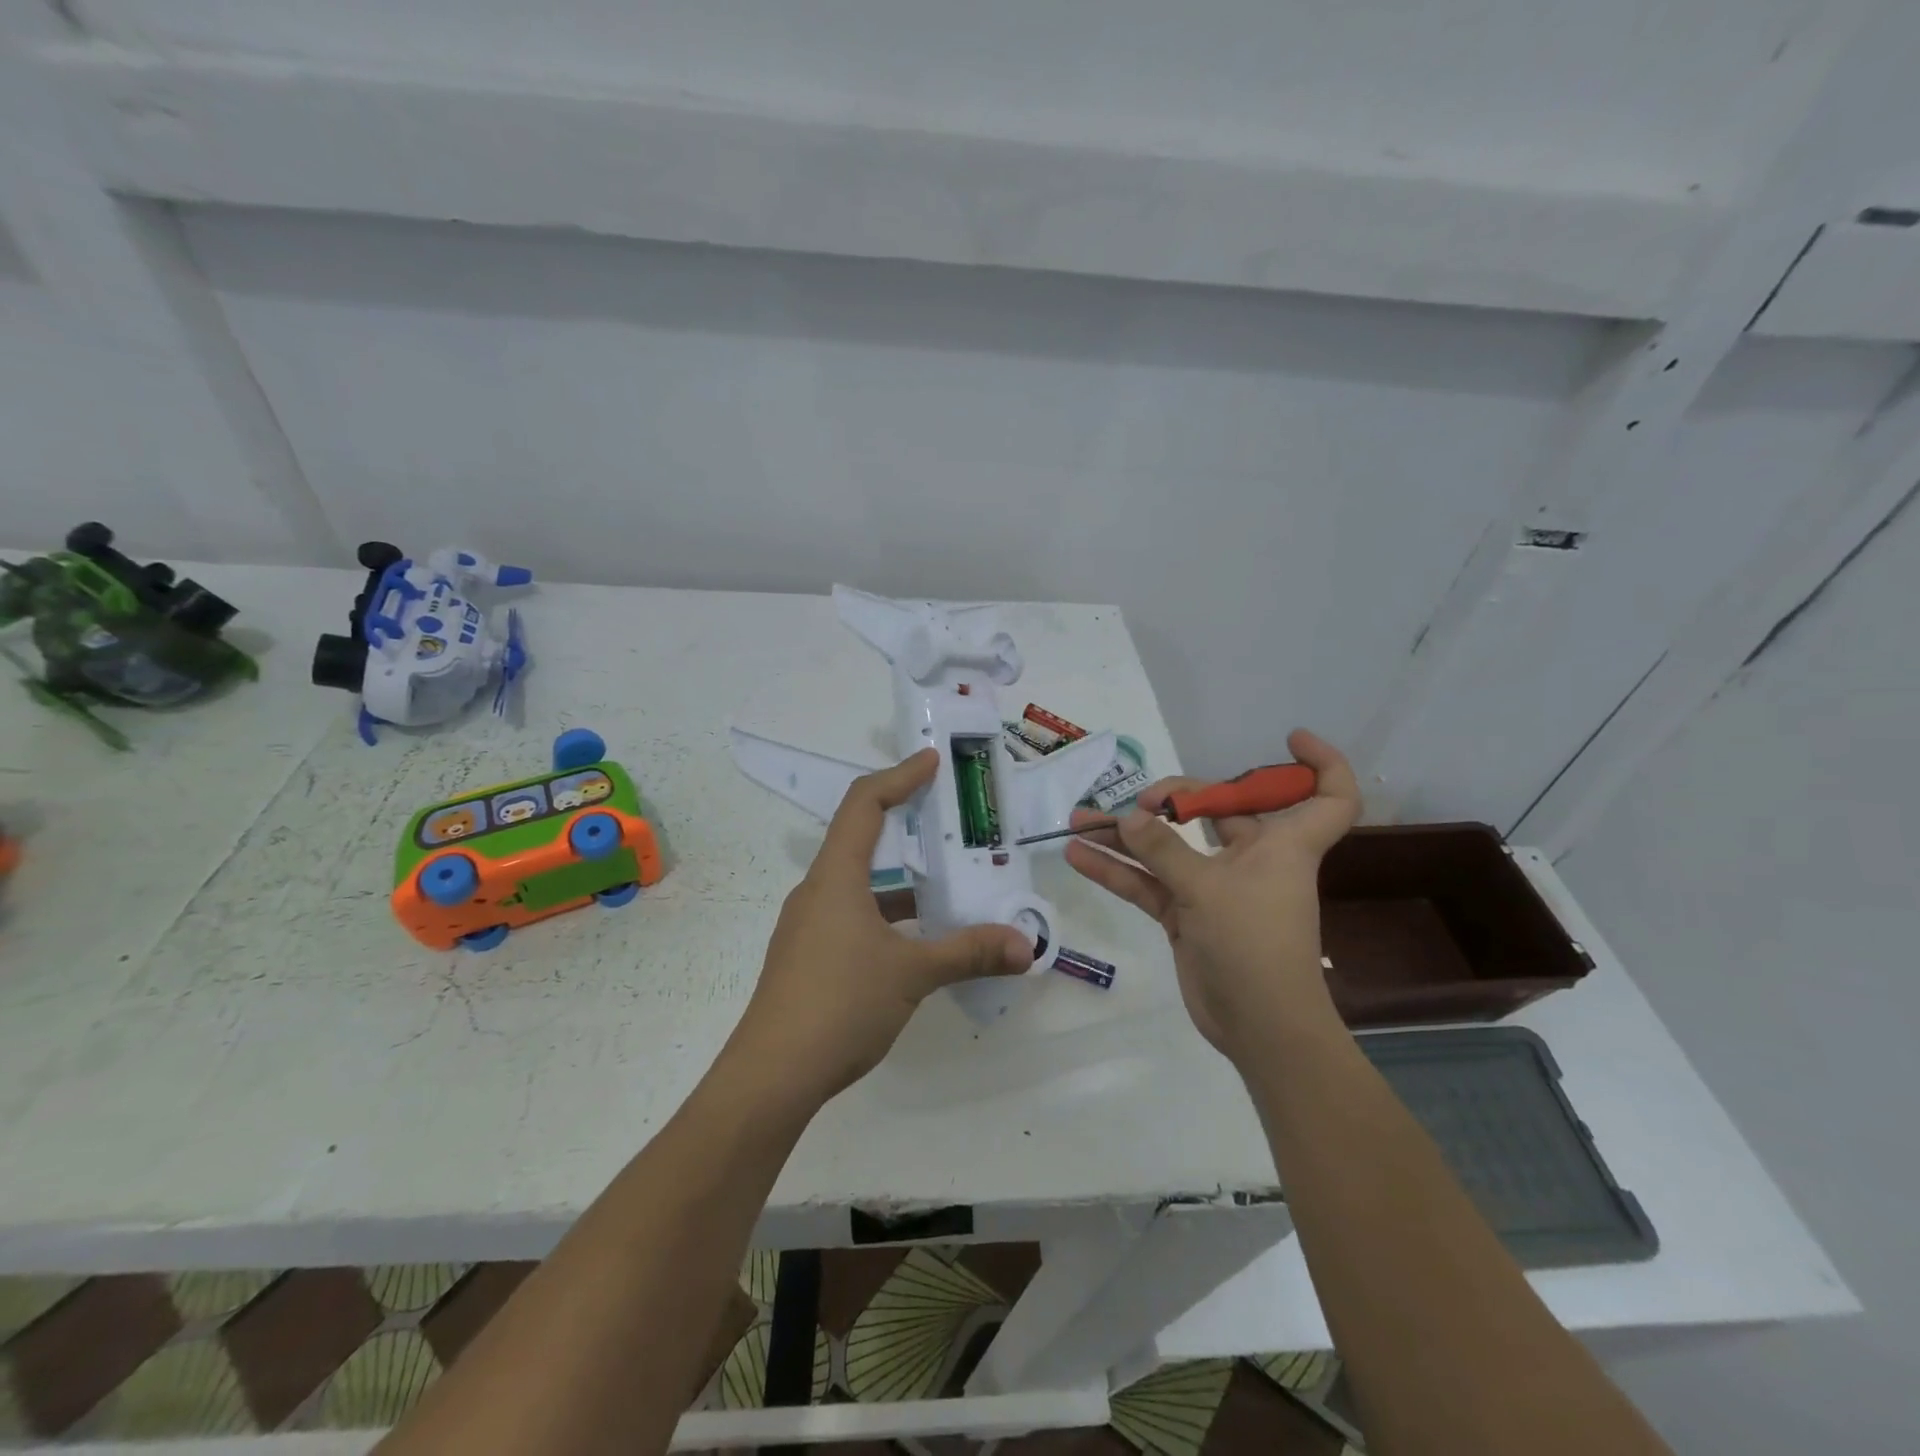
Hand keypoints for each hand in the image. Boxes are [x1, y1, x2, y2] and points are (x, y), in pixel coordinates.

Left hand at [730, 749, 1032, 1102]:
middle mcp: (818, 891)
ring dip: (901, 878)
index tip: (931, 762)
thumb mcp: (912, 973)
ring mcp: (810, 926)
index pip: (864, 805)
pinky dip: (889, 913)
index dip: (898, 776)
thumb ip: (970, 952)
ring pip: (860, 883)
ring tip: (947, 880)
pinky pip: (854, 915)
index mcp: (835, 878)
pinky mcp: (809, 956)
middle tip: (949, 819)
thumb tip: (1026, 946)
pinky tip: (920, 938)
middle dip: (906, 823)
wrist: (771, 1076)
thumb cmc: (839, 1004)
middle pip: (860, 838)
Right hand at [1065, 729, 1360, 1065]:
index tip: (1288, 739)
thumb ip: (1163, 849)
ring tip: (1079, 819)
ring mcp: (1215, 887)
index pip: (1328, 797)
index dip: (1321, 764)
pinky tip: (1079, 856)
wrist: (1257, 1026)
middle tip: (1140, 801)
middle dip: (1176, 799)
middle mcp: (1252, 858)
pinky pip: (1149, 883)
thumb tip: (1128, 817)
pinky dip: (1118, 871)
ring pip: (1170, 848)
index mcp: (1282, 844)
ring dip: (1127, 836)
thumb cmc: (1254, 944)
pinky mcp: (1187, 915)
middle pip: (1220, 811)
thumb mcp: (1206, 888)